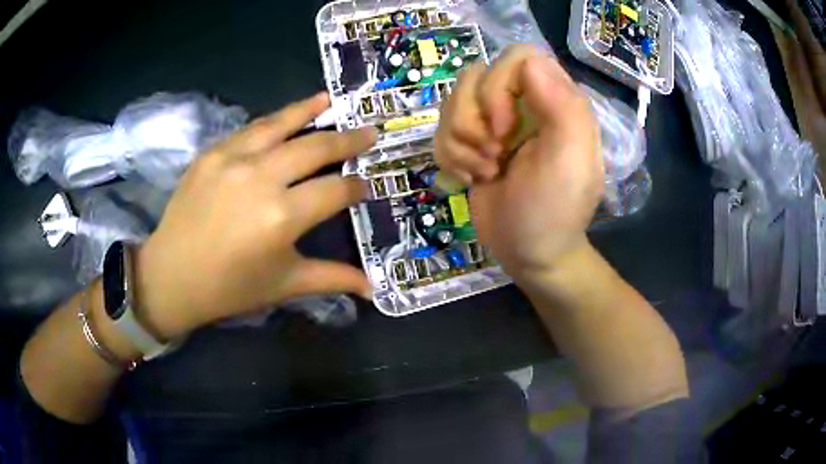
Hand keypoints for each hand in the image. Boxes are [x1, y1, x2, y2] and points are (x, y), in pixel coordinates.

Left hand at [133, 93, 376, 338]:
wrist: (171, 276)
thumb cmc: (230, 288)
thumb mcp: (284, 285)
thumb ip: (332, 278)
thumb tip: (373, 288)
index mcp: (282, 217)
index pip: (335, 190)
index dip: (357, 186)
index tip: (366, 185)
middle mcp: (261, 178)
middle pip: (315, 147)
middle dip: (348, 139)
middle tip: (370, 132)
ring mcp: (233, 159)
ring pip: (281, 125)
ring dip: (310, 111)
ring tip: (332, 100)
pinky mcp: (211, 153)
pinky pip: (249, 130)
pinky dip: (273, 121)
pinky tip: (287, 115)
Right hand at [436, 45, 602, 279]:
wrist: (529, 254)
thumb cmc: (554, 213)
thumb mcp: (568, 163)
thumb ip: (562, 107)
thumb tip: (530, 62)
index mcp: (555, 100)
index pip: (517, 58)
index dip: (499, 86)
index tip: (503, 131)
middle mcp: (523, 103)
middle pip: (475, 76)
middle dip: (473, 121)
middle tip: (495, 156)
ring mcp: (494, 122)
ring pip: (453, 102)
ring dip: (460, 143)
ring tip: (486, 171)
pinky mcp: (471, 142)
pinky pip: (441, 129)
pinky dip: (451, 157)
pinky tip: (473, 178)